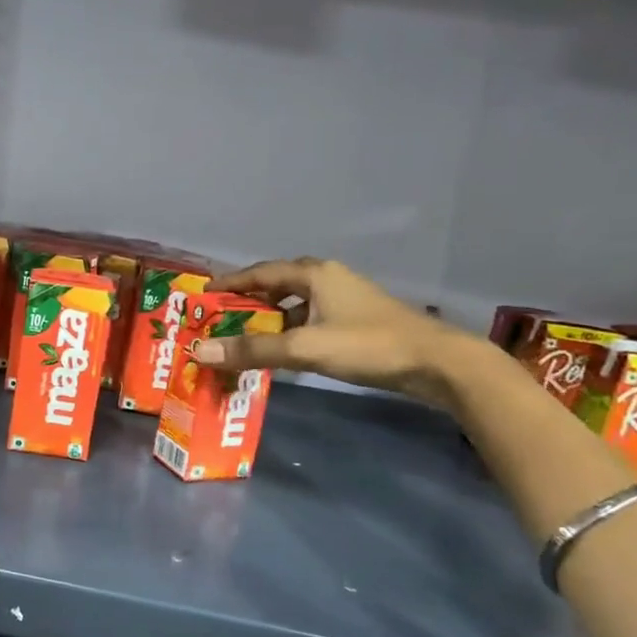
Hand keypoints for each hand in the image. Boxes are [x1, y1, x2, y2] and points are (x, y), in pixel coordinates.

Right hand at [190, 257, 468, 408]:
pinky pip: (309, 321)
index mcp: (314, 274)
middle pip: (276, 286)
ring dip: (268, 320)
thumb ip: (252, 350)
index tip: (204, 293)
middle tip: (218, 318)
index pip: (260, 273)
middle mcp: (327, 280)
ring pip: (294, 306)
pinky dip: (289, 333)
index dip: (231, 282)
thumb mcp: (305, 348)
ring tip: (242, 338)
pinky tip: (281, 352)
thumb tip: (199, 350)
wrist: (437, 363)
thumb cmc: (368, 345)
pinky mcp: (355, 322)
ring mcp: (344, 301)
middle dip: (247, 302)